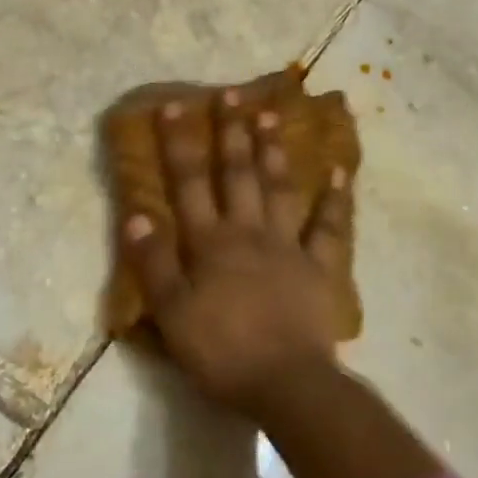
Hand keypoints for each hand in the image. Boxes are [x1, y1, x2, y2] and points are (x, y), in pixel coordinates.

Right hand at [121, 90, 351, 410]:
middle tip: (232, 93)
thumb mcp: (172, 313)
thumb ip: (154, 262)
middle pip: (238, 174)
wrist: (286, 384)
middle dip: (231, 132)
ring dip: (274, 150)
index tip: (175, 105)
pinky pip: (330, 227)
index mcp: (210, 243)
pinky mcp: (319, 267)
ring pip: (279, 188)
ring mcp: (288, 246)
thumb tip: (137, 213)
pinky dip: (336, 197)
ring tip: (271, 114)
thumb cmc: (221, 351)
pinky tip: (339, 170)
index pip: (189, 183)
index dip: (180, 143)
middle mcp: (248, 232)